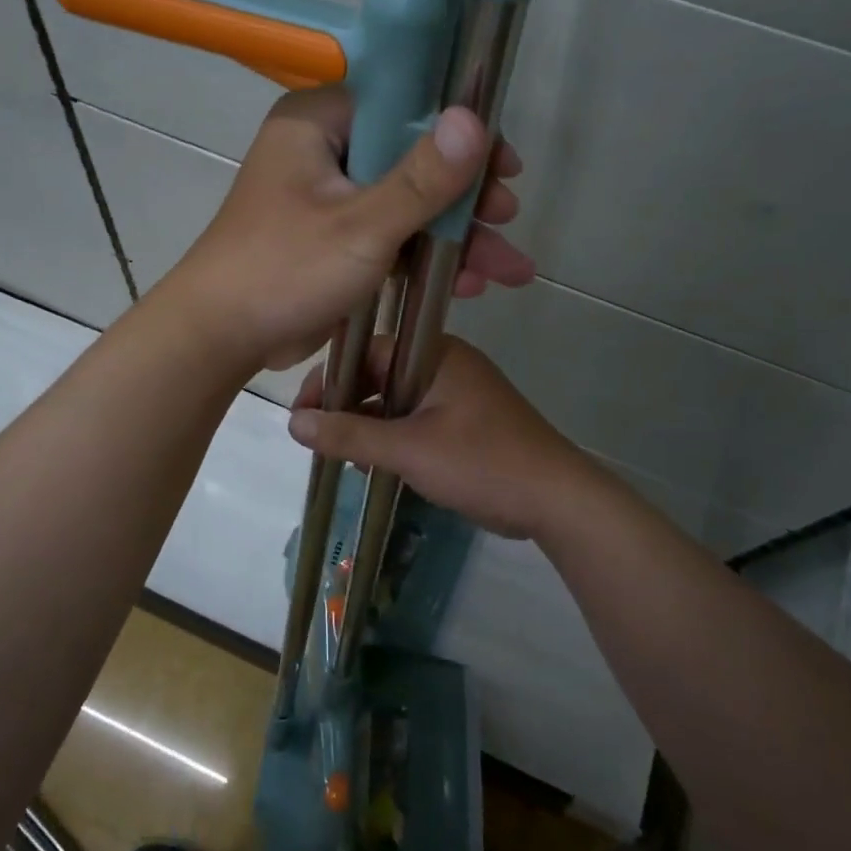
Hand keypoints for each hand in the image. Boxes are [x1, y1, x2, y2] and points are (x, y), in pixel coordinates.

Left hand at [160, 88, 532, 370]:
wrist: (222, 337)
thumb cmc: (285, 270)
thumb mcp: (362, 226)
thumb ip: (422, 178)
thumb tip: (474, 119)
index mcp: (318, 123)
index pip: (403, 105)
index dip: (458, 131)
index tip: (504, 165)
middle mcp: (323, 150)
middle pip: (411, 157)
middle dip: (465, 197)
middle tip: (508, 219)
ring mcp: (328, 196)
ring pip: (405, 202)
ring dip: (454, 235)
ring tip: (506, 268)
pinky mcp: (332, 237)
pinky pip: (389, 234)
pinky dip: (424, 256)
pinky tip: (469, 283)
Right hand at [287, 335, 598, 540]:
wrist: (557, 500)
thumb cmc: (481, 462)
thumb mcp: (408, 448)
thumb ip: (350, 434)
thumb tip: (293, 422)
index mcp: (436, 354)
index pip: (368, 350)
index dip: (331, 377)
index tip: (303, 411)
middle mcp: (446, 365)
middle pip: (381, 374)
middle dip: (346, 404)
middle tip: (315, 436)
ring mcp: (459, 395)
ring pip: (397, 400)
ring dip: (368, 424)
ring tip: (338, 454)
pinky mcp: (466, 424)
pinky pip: (416, 420)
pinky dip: (392, 437)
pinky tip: (372, 464)